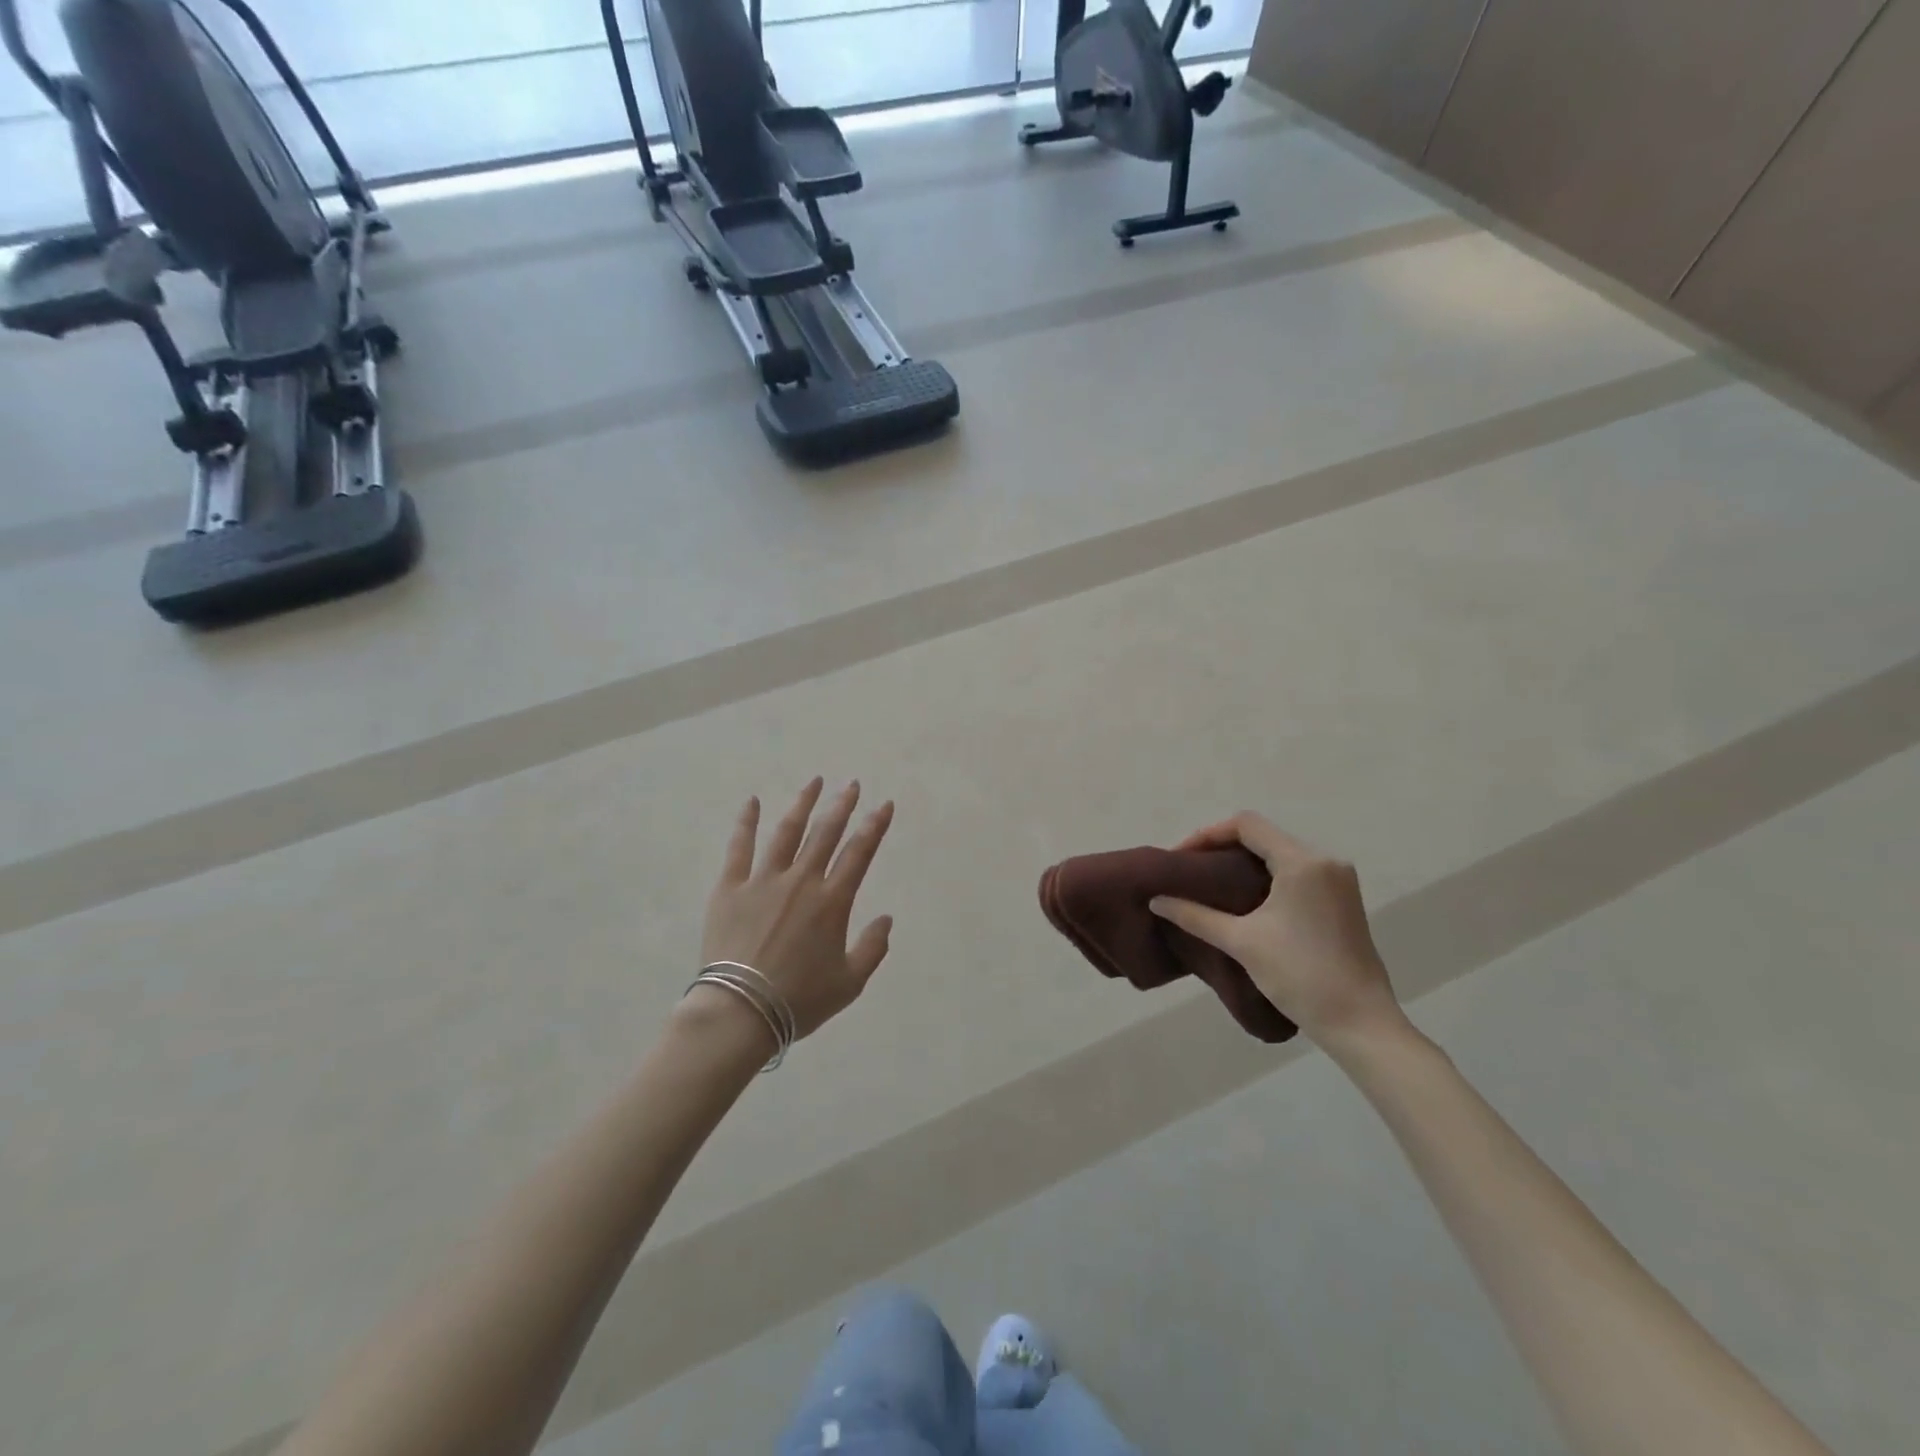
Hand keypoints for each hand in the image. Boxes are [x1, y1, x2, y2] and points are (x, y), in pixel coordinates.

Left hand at [696, 779, 895, 1040]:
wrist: (740, 1011)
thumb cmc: (799, 1000)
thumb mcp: (850, 983)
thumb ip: (873, 948)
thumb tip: (886, 918)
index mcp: (832, 901)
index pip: (860, 853)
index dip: (875, 826)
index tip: (884, 805)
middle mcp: (801, 881)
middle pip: (826, 833)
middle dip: (842, 805)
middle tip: (852, 785)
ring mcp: (764, 880)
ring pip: (787, 831)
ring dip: (803, 804)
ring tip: (815, 782)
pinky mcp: (731, 887)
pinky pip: (740, 848)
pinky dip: (746, 823)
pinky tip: (752, 802)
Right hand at [1149, 812, 1402, 1048]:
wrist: (1361, 1024)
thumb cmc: (1300, 976)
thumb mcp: (1241, 942)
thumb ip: (1195, 915)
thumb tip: (1156, 900)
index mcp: (1302, 862)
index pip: (1246, 825)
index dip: (1207, 834)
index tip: (1181, 859)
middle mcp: (1325, 860)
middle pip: (1263, 836)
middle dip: (1222, 848)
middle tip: (1190, 871)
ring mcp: (1338, 880)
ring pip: (1280, 853)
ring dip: (1244, 862)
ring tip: (1211, 884)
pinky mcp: (1342, 899)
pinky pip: (1296, 871)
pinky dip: (1266, 876)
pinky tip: (1244, 898)